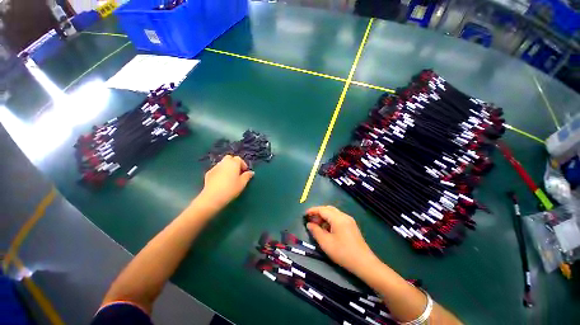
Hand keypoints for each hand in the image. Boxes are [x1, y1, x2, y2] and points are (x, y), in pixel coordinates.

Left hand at [199, 155, 253, 208]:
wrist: (212, 197)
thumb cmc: (231, 189)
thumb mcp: (242, 183)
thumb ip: (247, 176)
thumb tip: (251, 172)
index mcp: (233, 163)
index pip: (239, 159)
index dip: (243, 164)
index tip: (245, 172)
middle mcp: (224, 162)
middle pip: (229, 158)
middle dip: (234, 163)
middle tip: (237, 172)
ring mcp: (215, 167)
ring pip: (222, 164)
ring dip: (227, 168)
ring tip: (229, 177)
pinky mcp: (208, 173)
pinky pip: (217, 170)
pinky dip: (220, 172)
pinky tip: (221, 181)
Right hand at [306, 206, 377, 273]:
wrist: (364, 263)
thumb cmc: (343, 253)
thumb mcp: (326, 243)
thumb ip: (316, 231)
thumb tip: (309, 224)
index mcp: (338, 218)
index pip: (322, 209)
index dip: (313, 211)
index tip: (305, 215)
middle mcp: (344, 216)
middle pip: (328, 209)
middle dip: (318, 213)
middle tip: (311, 221)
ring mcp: (349, 220)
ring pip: (333, 213)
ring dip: (324, 216)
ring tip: (317, 226)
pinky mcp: (351, 225)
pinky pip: (338, 218)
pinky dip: (330, 220)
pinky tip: (327, 229)